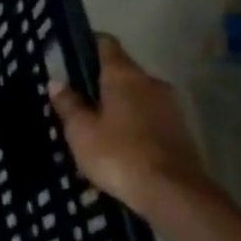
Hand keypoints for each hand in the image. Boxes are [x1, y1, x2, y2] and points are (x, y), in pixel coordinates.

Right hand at [50, 34, 212, 213]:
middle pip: (123, 71)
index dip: (88, 44)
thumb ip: (68, 104)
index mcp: (124, 75)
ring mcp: (171, 107)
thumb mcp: (81, 131)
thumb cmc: (120, 154)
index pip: (106, 44)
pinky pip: (151, 118)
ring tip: (98, 126)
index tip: (71, 55)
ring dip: (120, 106)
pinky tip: (121, 145)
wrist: (176, 196)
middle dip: (102, 82)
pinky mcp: (183, 133)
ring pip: (138, 96)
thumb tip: (57, 82)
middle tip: (79, 99)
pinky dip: (135, 125)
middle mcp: (151, 82)